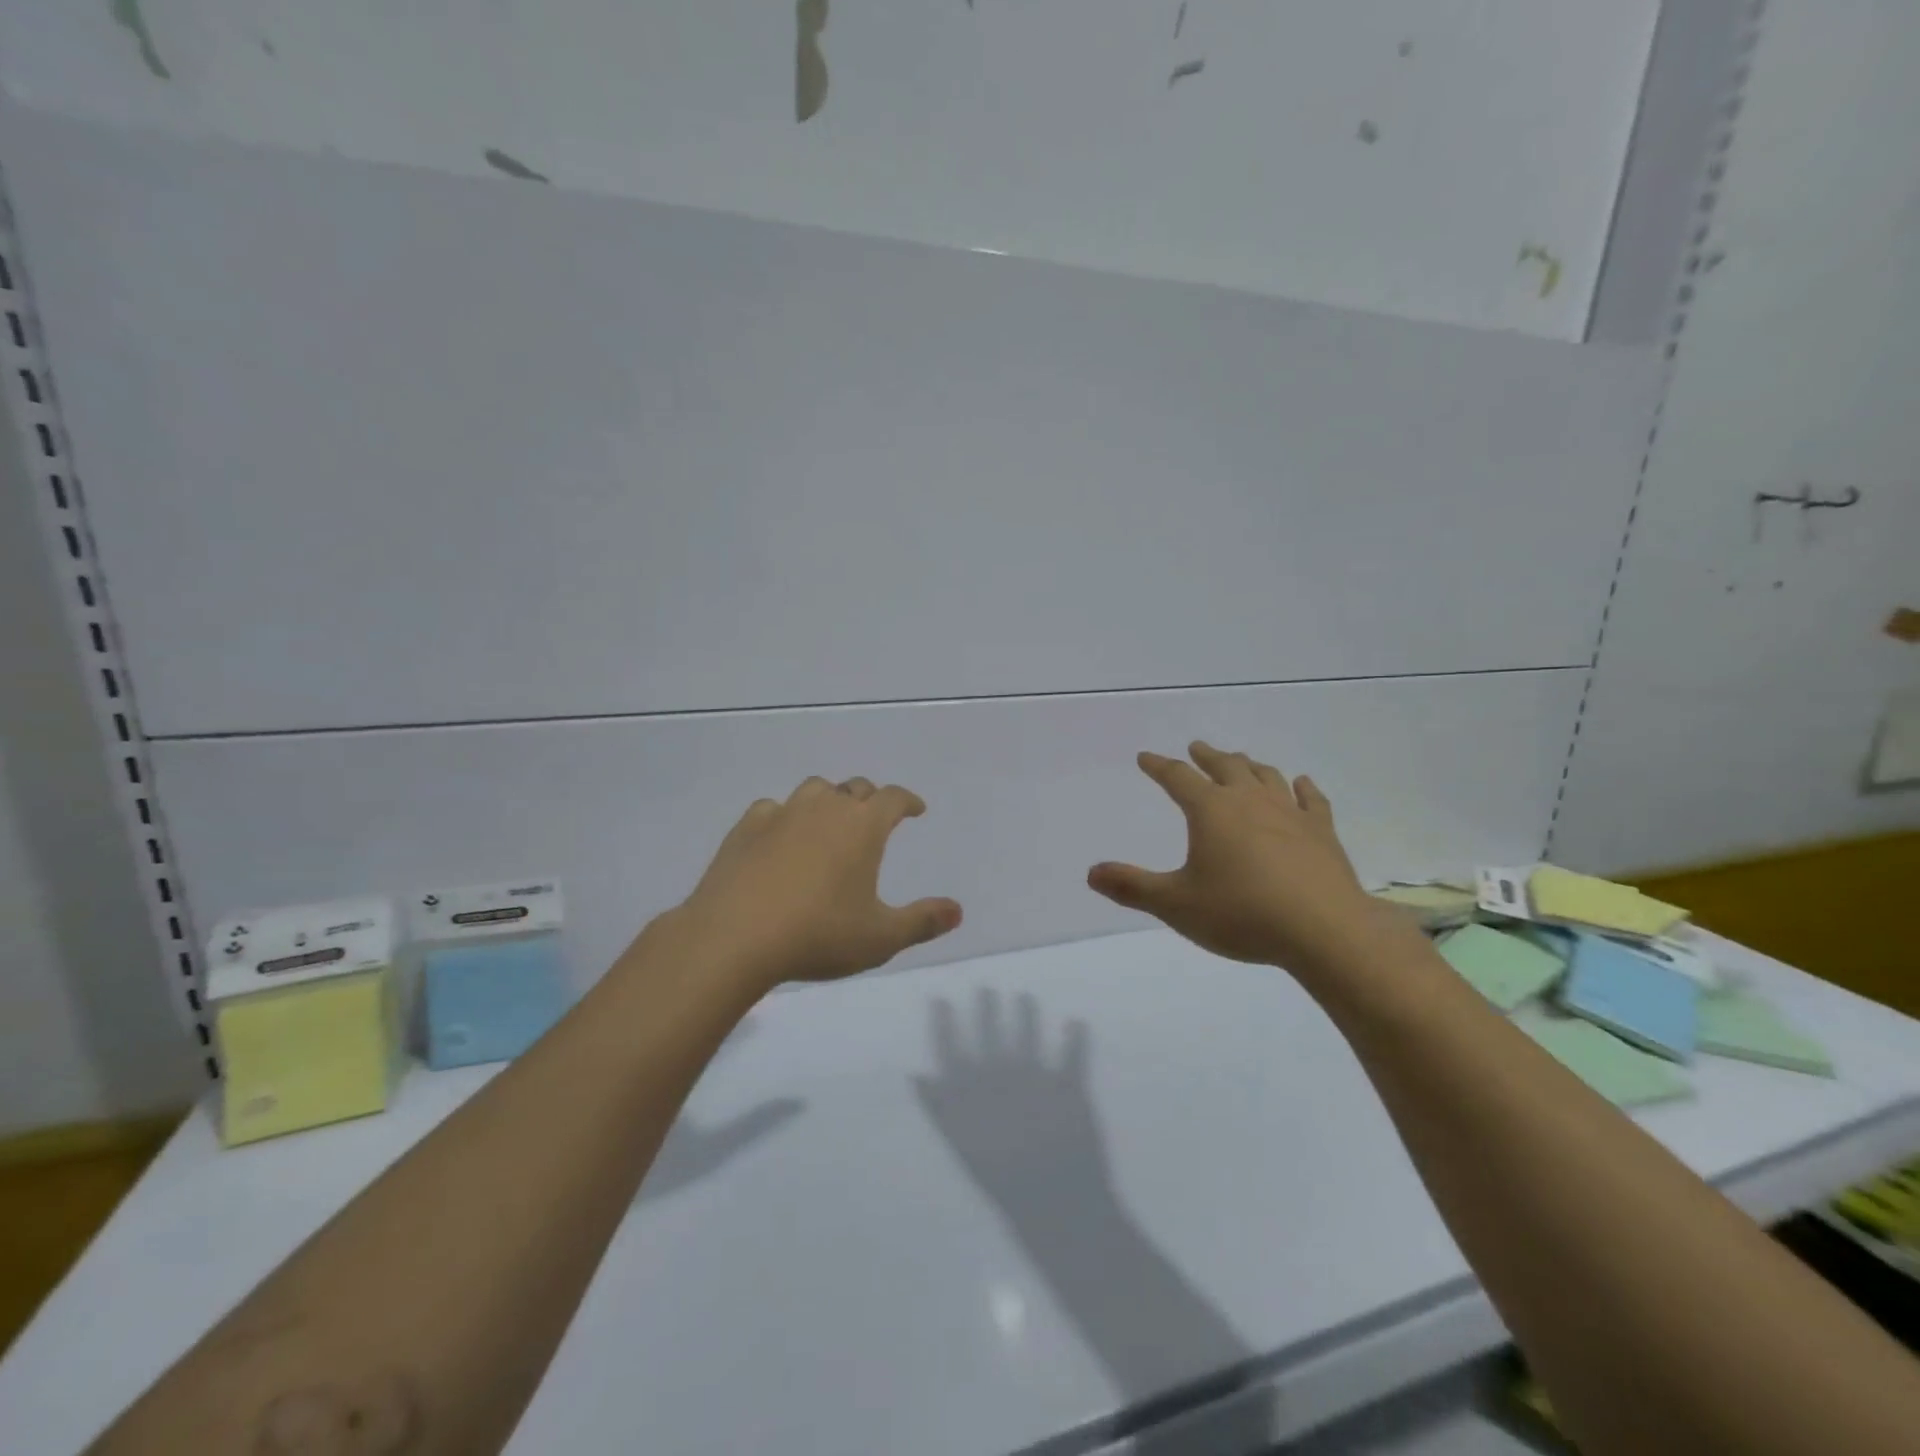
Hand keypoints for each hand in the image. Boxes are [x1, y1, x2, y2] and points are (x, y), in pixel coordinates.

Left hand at [661, 776, 962, 989]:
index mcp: (862, 826)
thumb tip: (957, 910)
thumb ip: (922, 921)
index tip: (915, 810)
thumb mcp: (880, 938)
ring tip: (829, 823)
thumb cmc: (818, 935)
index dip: (907, 801)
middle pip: (854, 788)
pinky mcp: (746, 828)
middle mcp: (825, 808)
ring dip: (828, 800)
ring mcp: (782, 813)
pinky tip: (780, 838)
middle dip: (870, 800)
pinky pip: (772, 808)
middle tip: (873, 820)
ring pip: (814, 790)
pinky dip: (784, 817)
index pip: (893, 798)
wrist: (734, 937)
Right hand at [1087, 741, 1399, 977]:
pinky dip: (1303, 787)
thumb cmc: (1241, 914)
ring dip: (1249, 765)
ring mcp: (1290, 813)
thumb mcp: (1175, 904)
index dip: (1158, 766)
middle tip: (1196, 747)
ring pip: (1266, 776)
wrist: (1323, 930)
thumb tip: (1090, 873)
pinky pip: (1311, 799)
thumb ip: (1131, 887)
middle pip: (1225, 766)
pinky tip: (1301, 783)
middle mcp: (1249, 800)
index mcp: (1210, 811)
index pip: (1177, 778)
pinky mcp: (1322, 832)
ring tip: (1241, 761)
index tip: (1145, 758)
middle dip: (1206, 756)